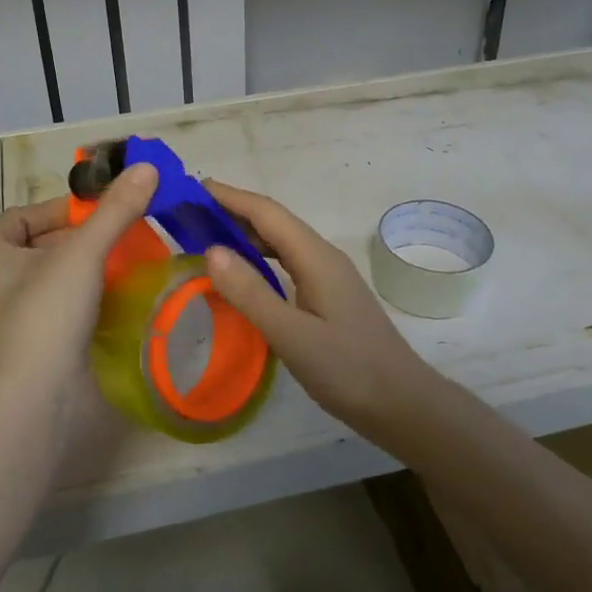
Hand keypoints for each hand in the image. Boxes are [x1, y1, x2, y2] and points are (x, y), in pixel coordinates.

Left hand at [0, 164, 157, 393]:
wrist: (40, 396)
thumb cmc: (48, 312)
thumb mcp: (83, 252)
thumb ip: (115, 210)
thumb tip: (146, 167)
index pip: (19, 216)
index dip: (57, 208)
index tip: (96, 210)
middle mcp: (0, 285)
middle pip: (43, 245)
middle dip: (82, 236)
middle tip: (121, 232)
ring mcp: (21, 317)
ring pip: (58, 277)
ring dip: (91, 266)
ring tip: (127, 259)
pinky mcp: (45, 342)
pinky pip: (69, 306)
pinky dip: (93, 296)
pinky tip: (122, 295)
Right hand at [200, 179, 427, 425]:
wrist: (401, 403)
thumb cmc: (347, 369)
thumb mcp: (292, 335)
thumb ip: (251, 293)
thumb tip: (211, 250)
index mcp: (316, 257)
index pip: (267, 213)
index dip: (230, 197)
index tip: (193, 188)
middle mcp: (323, 257)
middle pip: (274, 222)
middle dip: (233, 212)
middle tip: (190, 215)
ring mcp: (329, 276)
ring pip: (282, 243)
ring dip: (246, 235)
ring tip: (208, 239)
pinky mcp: (329, 295)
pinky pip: (288, 263)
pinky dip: (260, 259)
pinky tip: (244, 276)